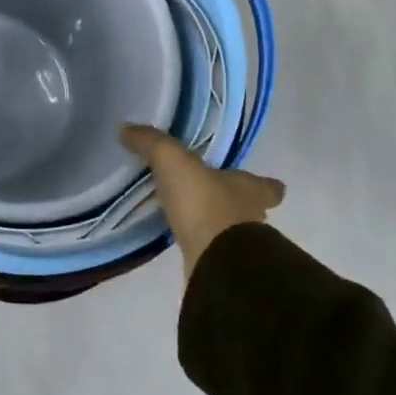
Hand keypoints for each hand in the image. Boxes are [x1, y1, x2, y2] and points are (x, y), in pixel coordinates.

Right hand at [120, 124, 285, 279]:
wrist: (213, 260)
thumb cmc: (204, 202)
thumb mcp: (172, 160)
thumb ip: (151, 142)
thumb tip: (125, 128)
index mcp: (250, 189)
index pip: (269, 186)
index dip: (264, 184)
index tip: (254, 181)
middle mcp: (253, 218)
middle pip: (252, 209)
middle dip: (236, 204)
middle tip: (212, 196)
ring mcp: (240, 247)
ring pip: (234, 232)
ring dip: (217, 225)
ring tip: (192, 217)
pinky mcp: (221, 266)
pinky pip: (213, 250)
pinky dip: (202, 244)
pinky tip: (183, 239)